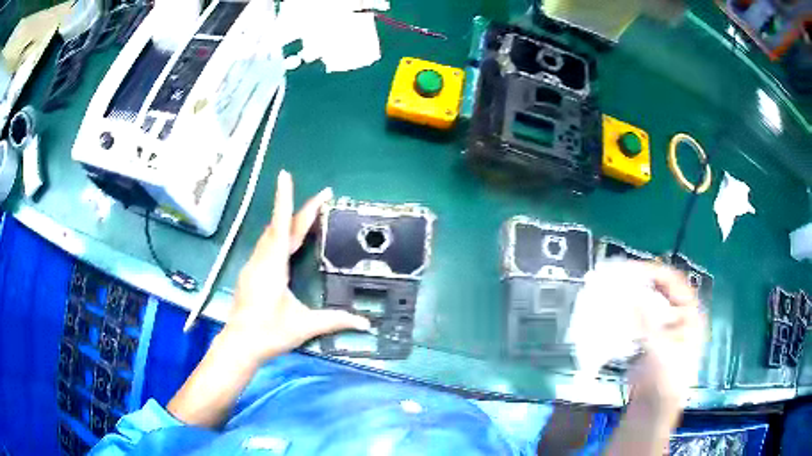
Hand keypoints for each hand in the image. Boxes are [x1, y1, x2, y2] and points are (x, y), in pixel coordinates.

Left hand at [222, 170, 369, 363]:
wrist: (238, 345)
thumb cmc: (269, 333)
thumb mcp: (304, 326)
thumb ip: (335, 320)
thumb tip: (365, 323)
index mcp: (273, 266)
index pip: (281, 226)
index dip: (285, 200)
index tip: (285, 175)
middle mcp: (261, 260)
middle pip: (280, 227)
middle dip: (300, 210)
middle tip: (322, 198)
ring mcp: (253, 266)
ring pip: (271, 235)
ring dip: (289, 221)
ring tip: (309, 215)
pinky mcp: (250, 274)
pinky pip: (266, 246)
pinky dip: (280, 235)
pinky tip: (288, 241)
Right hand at [628, 262, 706, 423]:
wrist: (654, 409)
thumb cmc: (665, 382)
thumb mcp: (660, 353)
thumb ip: (648, 324)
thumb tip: (633, 295)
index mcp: (690, 313)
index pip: (674, 282)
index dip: (654, 272)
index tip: (629, 270)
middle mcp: (679, 314)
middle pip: (660, 288)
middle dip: (640, 281)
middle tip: (617, 277)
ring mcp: (664, 325)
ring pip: (648, 301)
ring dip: (632, 295)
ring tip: (612, 290)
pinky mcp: (650, 336)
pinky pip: (638, 317)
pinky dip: (627, 312)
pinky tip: (613, 311)